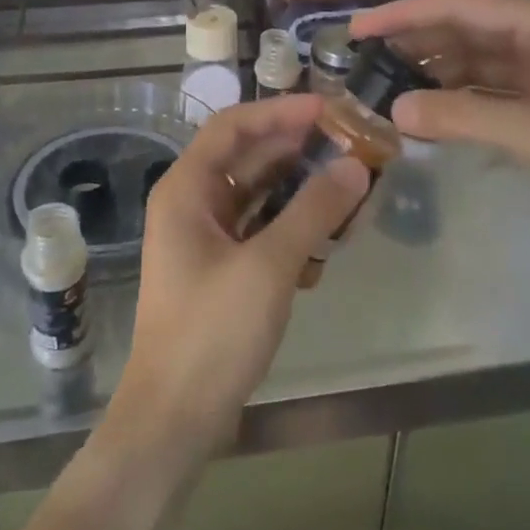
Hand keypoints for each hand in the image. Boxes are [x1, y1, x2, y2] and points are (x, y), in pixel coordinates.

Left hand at [109, 96, 369, 465]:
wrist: (173, 420)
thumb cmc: (212, 332)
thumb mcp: (268, 266)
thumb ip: (312, 211)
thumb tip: (355, 166)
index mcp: (186, 188)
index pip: (233, 126)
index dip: (280, 111)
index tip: (328, 109)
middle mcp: (191, 203)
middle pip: (247, 158)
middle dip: (296, 149)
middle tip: (349, 144)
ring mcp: (203, 238)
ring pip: (256, 195)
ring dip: (298, 188)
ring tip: (348, 184)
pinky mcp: (219, 269)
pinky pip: (258, 229)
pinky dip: (289, 226)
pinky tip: (326, 238)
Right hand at [350, 0, 529, 261]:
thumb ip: (462, 117)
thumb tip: (396, 109)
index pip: (459, 5)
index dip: (403, 14)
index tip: (356, 29)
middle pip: (469, 28)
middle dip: (418, 42)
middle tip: (366, 62)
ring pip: (483, 60)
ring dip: (440, 72)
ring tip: (391, 86)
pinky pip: (500, 90)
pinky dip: (467, 99)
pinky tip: (436, 112)